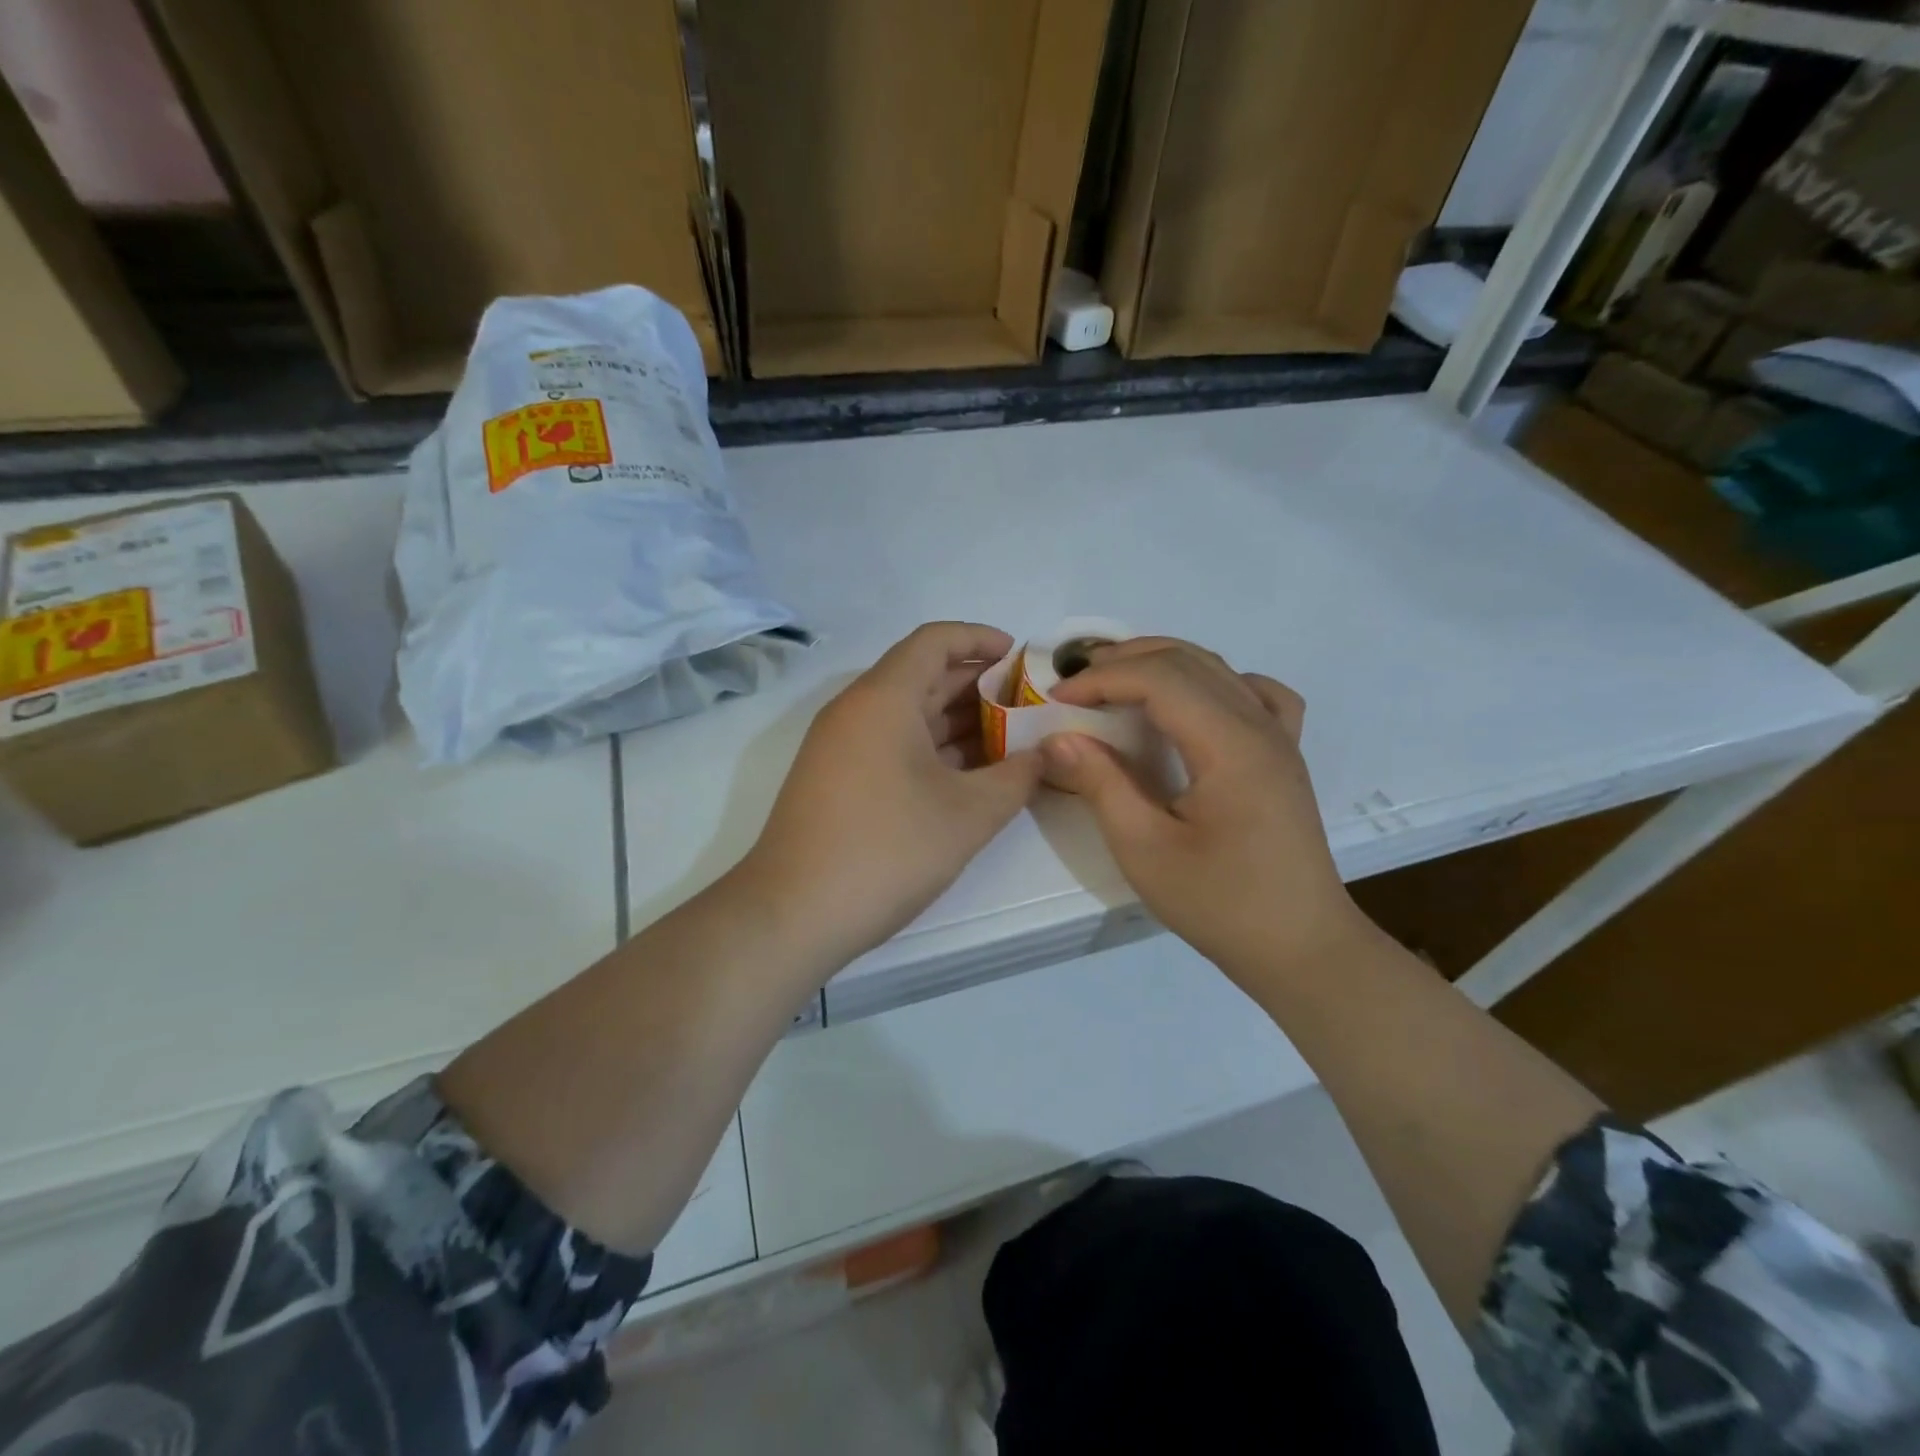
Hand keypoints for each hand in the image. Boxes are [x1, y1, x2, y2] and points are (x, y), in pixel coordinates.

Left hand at [740, 623, 1043, 969]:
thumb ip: (1017, 777)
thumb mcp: (969, 814)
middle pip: (923, 675)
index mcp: (884, 698)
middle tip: (1029, 706)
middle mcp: (857, 710)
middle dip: (979, 686)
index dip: (980, 640)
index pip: (935, 641)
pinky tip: (969, 775)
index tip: (1021, 658)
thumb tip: (1045, 756)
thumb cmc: (887, 850)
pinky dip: (932, 749)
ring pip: (908, 714)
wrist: (793, 913)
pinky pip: (892, 744)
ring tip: (1011, 740)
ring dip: (958, 722)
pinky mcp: (837, 778)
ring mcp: (841, 746)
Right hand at [1041, 638, 1362, 979]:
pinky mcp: (1285, 756)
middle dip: (1125, 660)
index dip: (1102, 678)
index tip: (1057, 698)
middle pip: (1189, 661)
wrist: (1301, 947)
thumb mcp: (1144, 850)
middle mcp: (1260, 726)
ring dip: (1162, 663)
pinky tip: (1196, 703)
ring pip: (1219, 669)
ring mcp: (1280, 737)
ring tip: (1116, 680)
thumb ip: (1101, 784)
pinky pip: (1257, 694)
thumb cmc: (1221, 904)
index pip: (1160, 679)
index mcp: (1230, 745)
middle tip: (1075, 680)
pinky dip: (1217, 681)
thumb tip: (1059, 738)